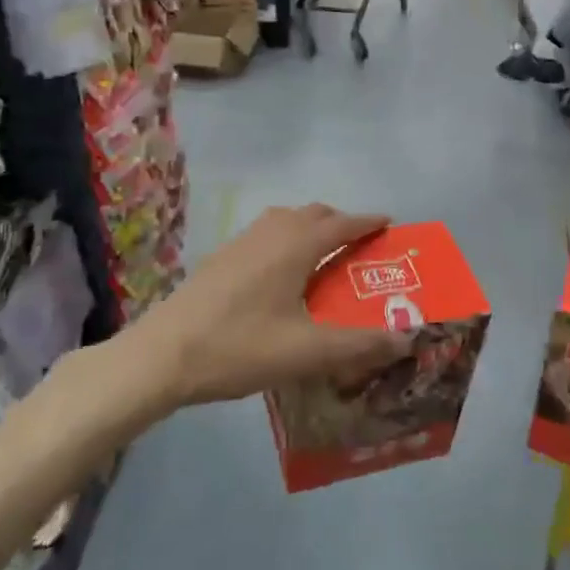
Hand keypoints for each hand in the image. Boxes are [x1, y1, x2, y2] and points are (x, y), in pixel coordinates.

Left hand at [125, 205, 410, 406]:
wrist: (162, 356)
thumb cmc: (239, 347)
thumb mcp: (307, 352)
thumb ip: (359, 345)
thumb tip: (407, 338)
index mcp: (295, 245)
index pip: (342, 223)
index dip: (368, 222)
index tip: (389, 223)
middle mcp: (271, 232)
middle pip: (314, 213)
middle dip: (341, 223)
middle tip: (359, 247)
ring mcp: (241, 242)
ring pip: (285, 220)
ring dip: (310, 227)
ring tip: (322, 257)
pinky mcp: (221, 257)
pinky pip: (265, 233)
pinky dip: (286, 239)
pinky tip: (280, 275)